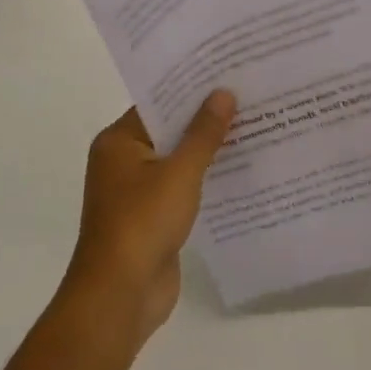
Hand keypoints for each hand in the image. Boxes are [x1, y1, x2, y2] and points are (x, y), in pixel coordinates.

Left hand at [63, 92, 235, 348]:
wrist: (120, 296)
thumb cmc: (143, 223)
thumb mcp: (179, 172)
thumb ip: (203, 133)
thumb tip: (223, 93)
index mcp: (118, 142)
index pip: (158, 103)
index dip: (191, 88)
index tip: (226, 73)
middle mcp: (123, 161)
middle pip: (169, 129)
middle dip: (205, 118)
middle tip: (247, 95)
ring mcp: (137, 192)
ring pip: (178, 160)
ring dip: (208, 149)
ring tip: (252, 126)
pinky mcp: (153, 217)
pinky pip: (182, 187)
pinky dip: (205, 178)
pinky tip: (240, 169)